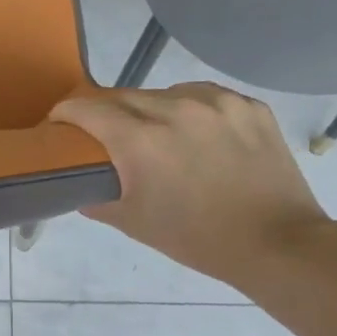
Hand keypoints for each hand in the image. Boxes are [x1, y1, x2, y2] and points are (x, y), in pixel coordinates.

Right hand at [50, 84, 332, 289]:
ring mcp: (218, 103)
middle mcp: (176, 108)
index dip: (66, 113)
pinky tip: (196, 135)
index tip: (59, 123)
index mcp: (142, 140)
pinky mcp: (249, 105)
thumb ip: (97, 198)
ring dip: (150, 109)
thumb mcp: (134, 222)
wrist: (276, 243)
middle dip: (106, 113)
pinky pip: (205, 97)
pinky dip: (190, 110)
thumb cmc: (197, 238)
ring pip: (165, 92)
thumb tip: (80, 185)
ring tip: (157, 135)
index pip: (87, 108)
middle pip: (123, 96)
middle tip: (104, 136)